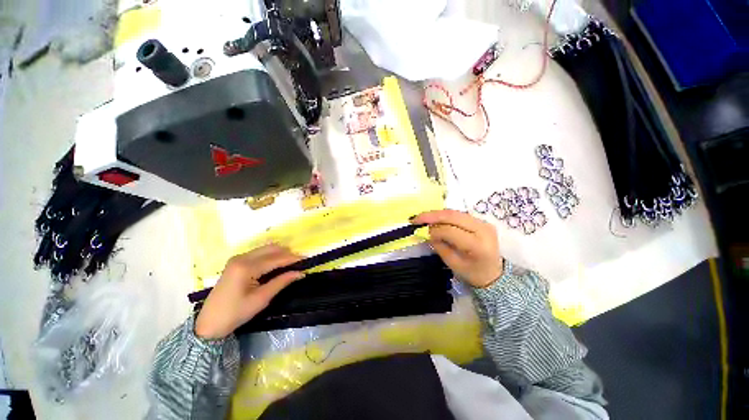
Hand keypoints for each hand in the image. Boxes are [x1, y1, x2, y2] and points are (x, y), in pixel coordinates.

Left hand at [195, 245, 304, 338]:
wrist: (209, 323)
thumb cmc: (236, 313)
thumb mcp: (261, 299)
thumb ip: (281, 282)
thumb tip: (300, 273)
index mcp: (246, 267)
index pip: (275, 258)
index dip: (292, 259)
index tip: (306, 260)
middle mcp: (242, 258)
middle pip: (271, 248)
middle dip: (287, 253)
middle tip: (299, 263)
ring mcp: (238, 258)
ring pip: (265, 249)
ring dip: (280, 254)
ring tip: (290, 263)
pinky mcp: (236, 262)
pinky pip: (259, 253)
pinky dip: (271, 256)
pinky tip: (277, 264)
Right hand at [412, 209, 502, 287]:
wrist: (494, 273)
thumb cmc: (472, 273)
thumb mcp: (453, 263)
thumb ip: (439, 245)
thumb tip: (426, 231)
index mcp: (478, 245)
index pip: (451, 231)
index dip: (433, 230)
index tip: (420, 231)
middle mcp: (483, 229)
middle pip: (453, 215)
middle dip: (432, 215)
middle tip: (416, 218)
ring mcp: (483, 222)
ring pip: (455, 212)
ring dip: (437, 214)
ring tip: (423, 218)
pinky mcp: (481, 220)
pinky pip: (458, 214)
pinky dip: (444, 216)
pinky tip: (434, 219)